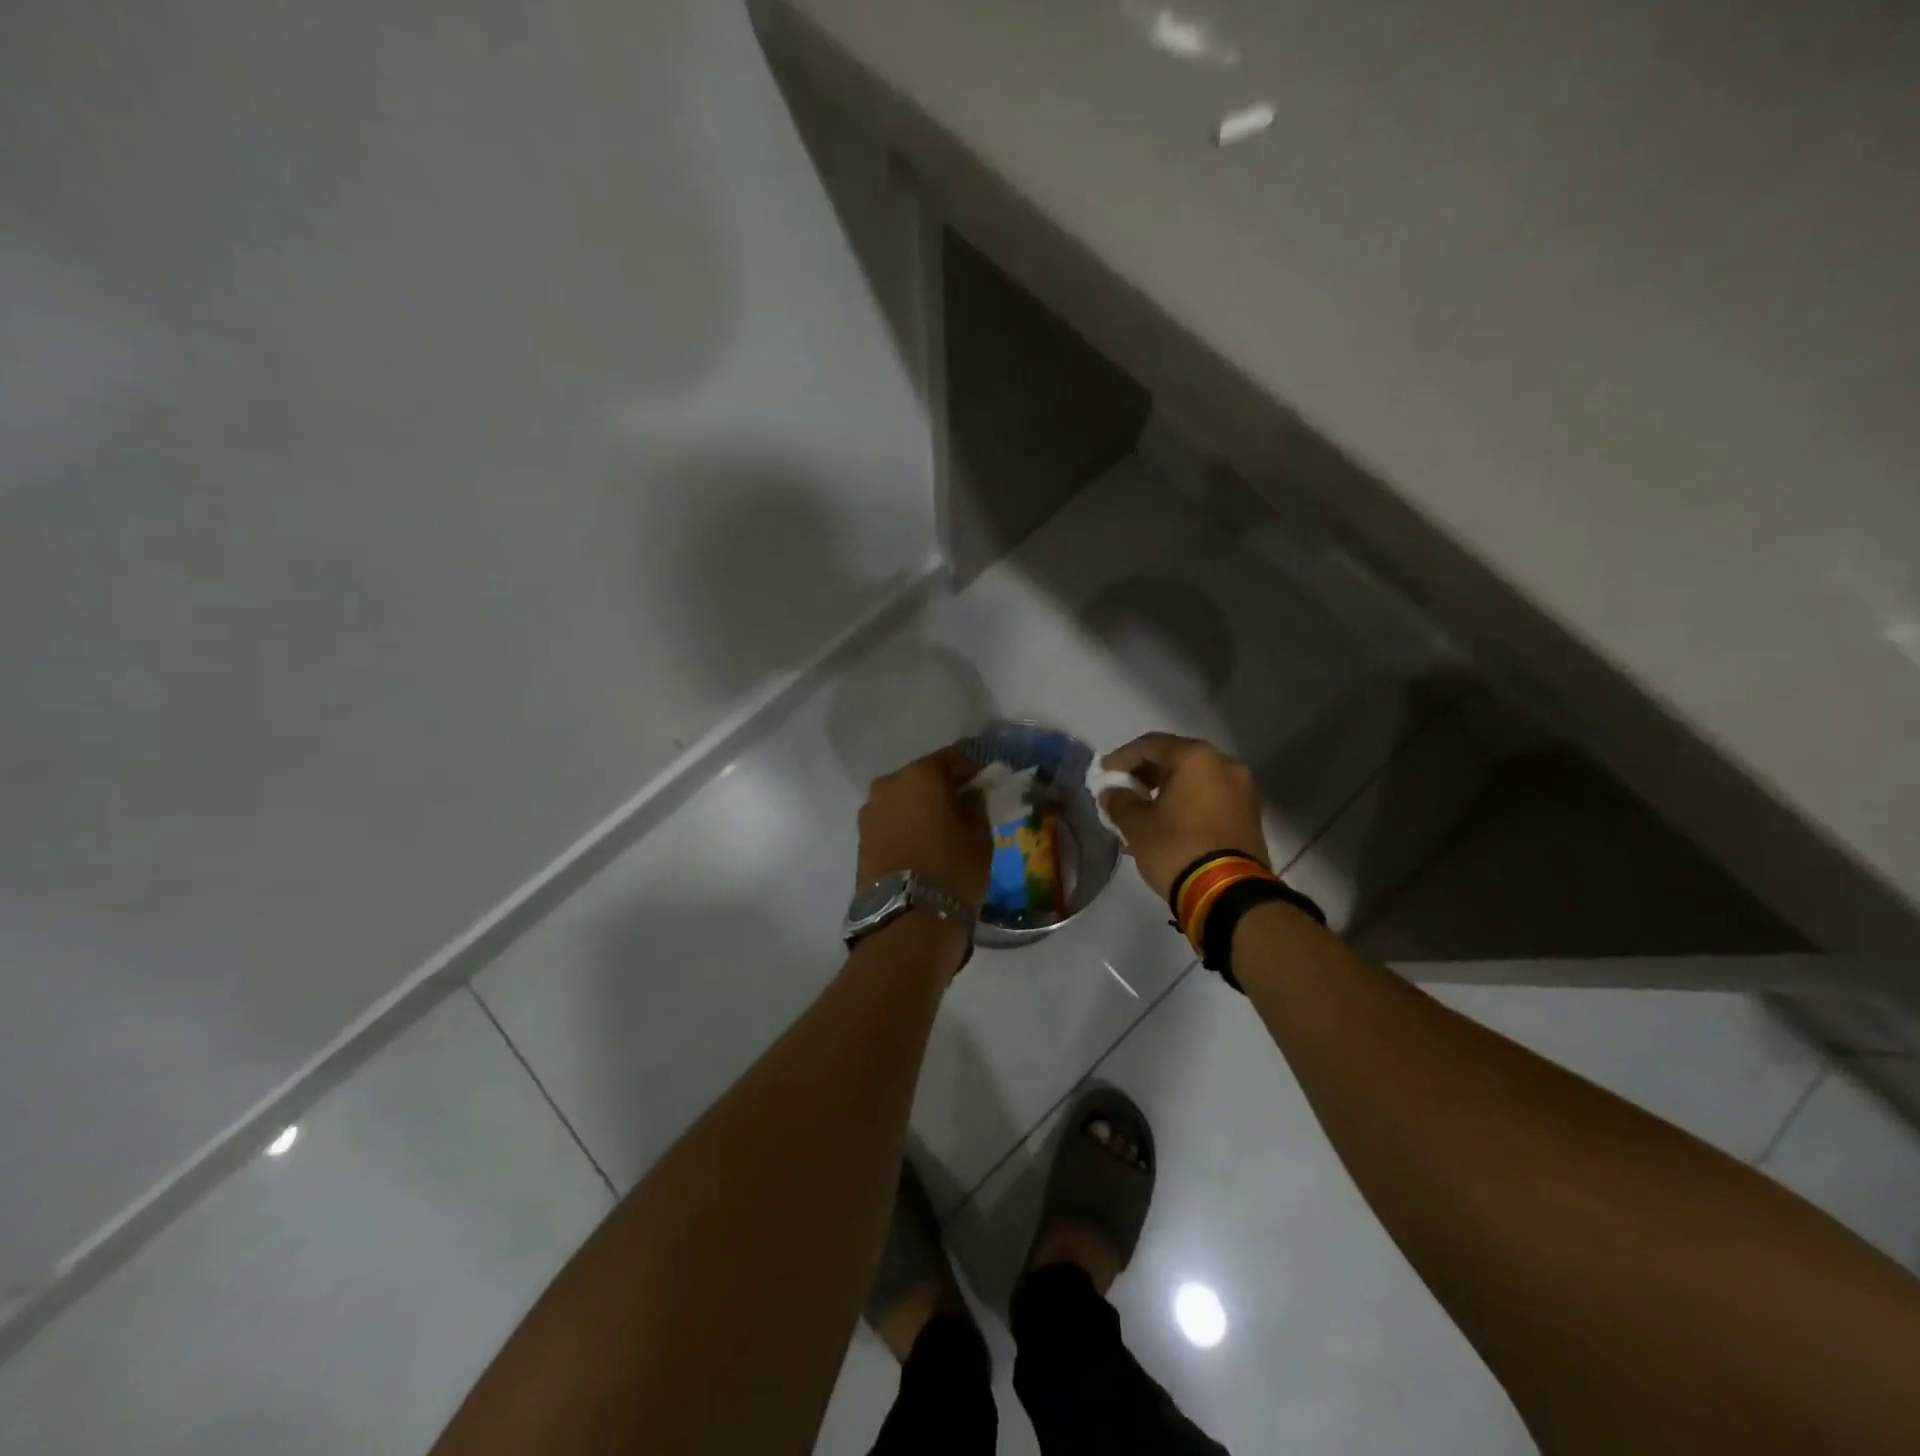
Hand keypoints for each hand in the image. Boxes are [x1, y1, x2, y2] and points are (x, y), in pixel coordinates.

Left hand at [856, 747, 992, 919]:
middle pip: (922, 777)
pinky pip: (890, 821)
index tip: (984, 785)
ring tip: (941, 831)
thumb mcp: (979, 836)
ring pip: (903, 799)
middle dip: (942, 789)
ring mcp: (870, 811)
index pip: (952, 759)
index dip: (971, 770)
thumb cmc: (952, 869)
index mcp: (921, 775)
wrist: (907, 920)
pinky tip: (921, 844)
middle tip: (963, 808)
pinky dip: (905, 825)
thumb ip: (974, 805)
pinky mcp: (861, 838)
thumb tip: (968, 794)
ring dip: (920, 808)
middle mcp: (889, 784)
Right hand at [1098, 733, 1269, 900]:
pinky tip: (1167, 824)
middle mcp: (1224, 764)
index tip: (1103, 774)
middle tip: (1123, 790)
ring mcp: (1242, 790)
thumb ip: (1119, 801)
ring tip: (1141, 811)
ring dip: (1166, 791)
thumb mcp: (1137, 825)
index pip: (1150, 745)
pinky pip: (1209, 798)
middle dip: (1146, 774)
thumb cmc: (1177, 848)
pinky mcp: (1249, 815)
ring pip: (1194, 780)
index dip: (1122, 758)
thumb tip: (1112, 792)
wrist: (1229, 893)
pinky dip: (1186, 804)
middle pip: (1176, 759)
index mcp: (1196, 758)